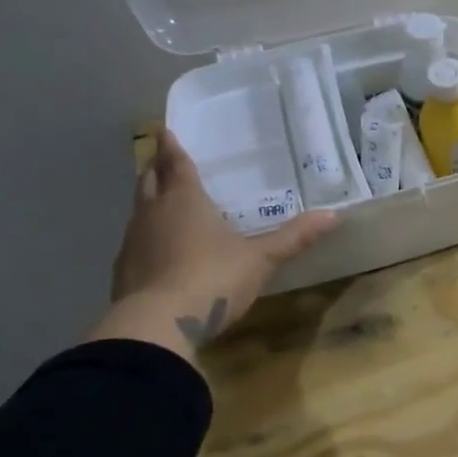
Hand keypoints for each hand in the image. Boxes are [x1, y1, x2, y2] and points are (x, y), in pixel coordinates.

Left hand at [95, 131, 336, 358]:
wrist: (157, 325)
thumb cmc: (213, 278)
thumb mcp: (261, 258)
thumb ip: (294, 237)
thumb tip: (335, 215)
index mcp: (185, 200)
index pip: (176, 164)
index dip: (172, 147)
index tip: (166, 132)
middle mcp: (153, 212)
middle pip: (149, 181)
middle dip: (156, 169)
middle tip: (163, 162)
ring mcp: (132, 241)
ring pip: (138, 210)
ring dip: (149, 202)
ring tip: (162, 202)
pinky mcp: (122, 271)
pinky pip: (134, 242)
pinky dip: (145, 237)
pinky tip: (157, 250)